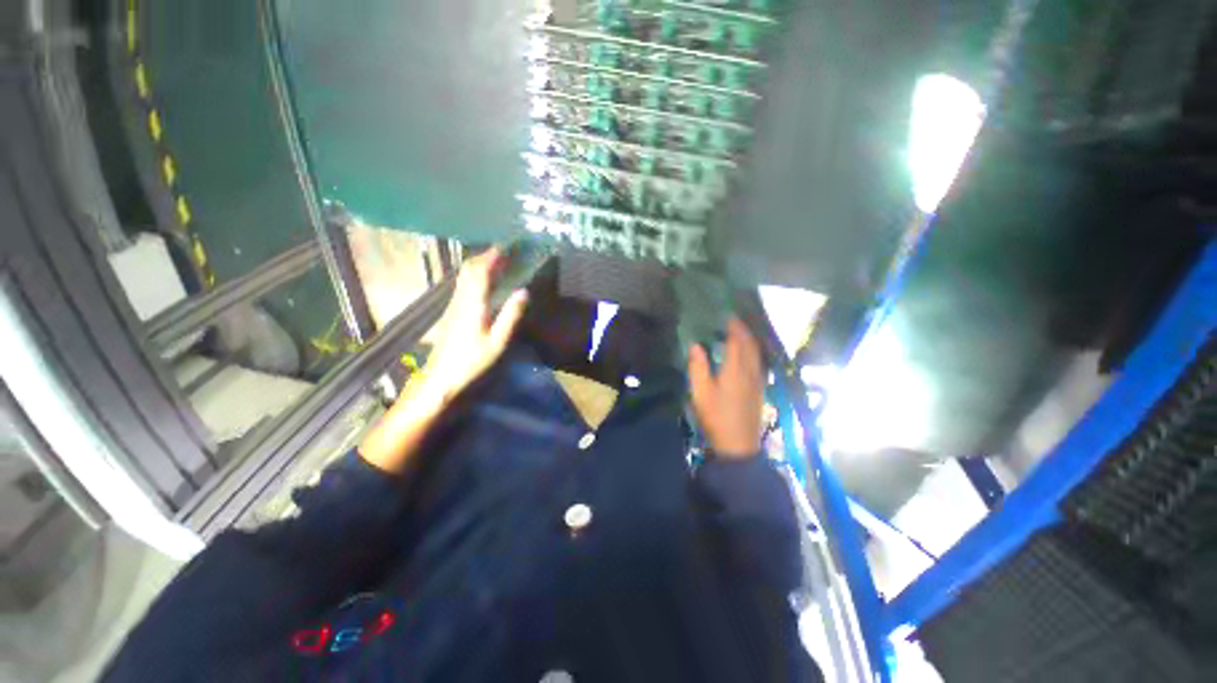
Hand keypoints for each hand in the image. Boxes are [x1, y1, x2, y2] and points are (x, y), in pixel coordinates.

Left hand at [360, 247, 527, 473]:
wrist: (440, 379)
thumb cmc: (471, 363)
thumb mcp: (497, 342)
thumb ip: (511, 316)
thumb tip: (524, 291)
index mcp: (473, 304)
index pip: (481, 271)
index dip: (493, 256)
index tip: (508, 246)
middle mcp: (460, 299)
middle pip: (469, 269)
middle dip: (486, 256)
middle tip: (505, 251)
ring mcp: (453, 305)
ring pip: (465, 277)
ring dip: (480, 265)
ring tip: (498, 262)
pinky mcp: (451, 313)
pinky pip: (464, 286)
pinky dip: (476, 277)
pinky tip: (485, 283)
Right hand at [688, 319, 764, 458]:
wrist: (738, 444)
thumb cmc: (716, 416)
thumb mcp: (700, 392)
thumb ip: (698, 366)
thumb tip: (696, 345)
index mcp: (735, 369)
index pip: (737, 341)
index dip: (733, 326)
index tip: (728, 314)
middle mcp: (750, 371)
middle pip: (750, 345)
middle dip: (743, 330)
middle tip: (734, 320)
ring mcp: (757, 381)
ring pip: (757, 353)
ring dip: (750, 340)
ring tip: (741, 333)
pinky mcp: (759, 389)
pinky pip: (759, 362)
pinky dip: (754, 351)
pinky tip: (748, 355)